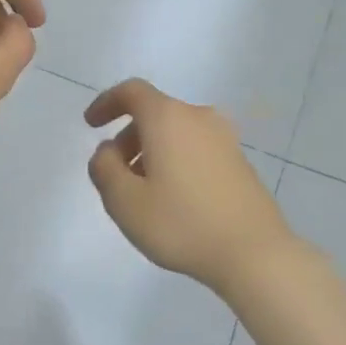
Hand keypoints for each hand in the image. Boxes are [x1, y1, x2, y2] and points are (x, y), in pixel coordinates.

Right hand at [86, 78, 297, 294]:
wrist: (254, 253)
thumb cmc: (181, 223)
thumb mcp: (124, 201)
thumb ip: (104, 169)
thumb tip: (107, 151)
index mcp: (168, 118)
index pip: (132, 92)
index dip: (106, 103)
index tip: (91, 125)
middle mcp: (199, 118)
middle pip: (155, 113)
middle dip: (128, 137)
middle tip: (114, 173)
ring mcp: (225, 139)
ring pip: (177, 133)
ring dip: (152, 152)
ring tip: (142, 192)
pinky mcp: (240, 162)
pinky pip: (196, 149)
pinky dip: (176, 162)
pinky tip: (174, 200)